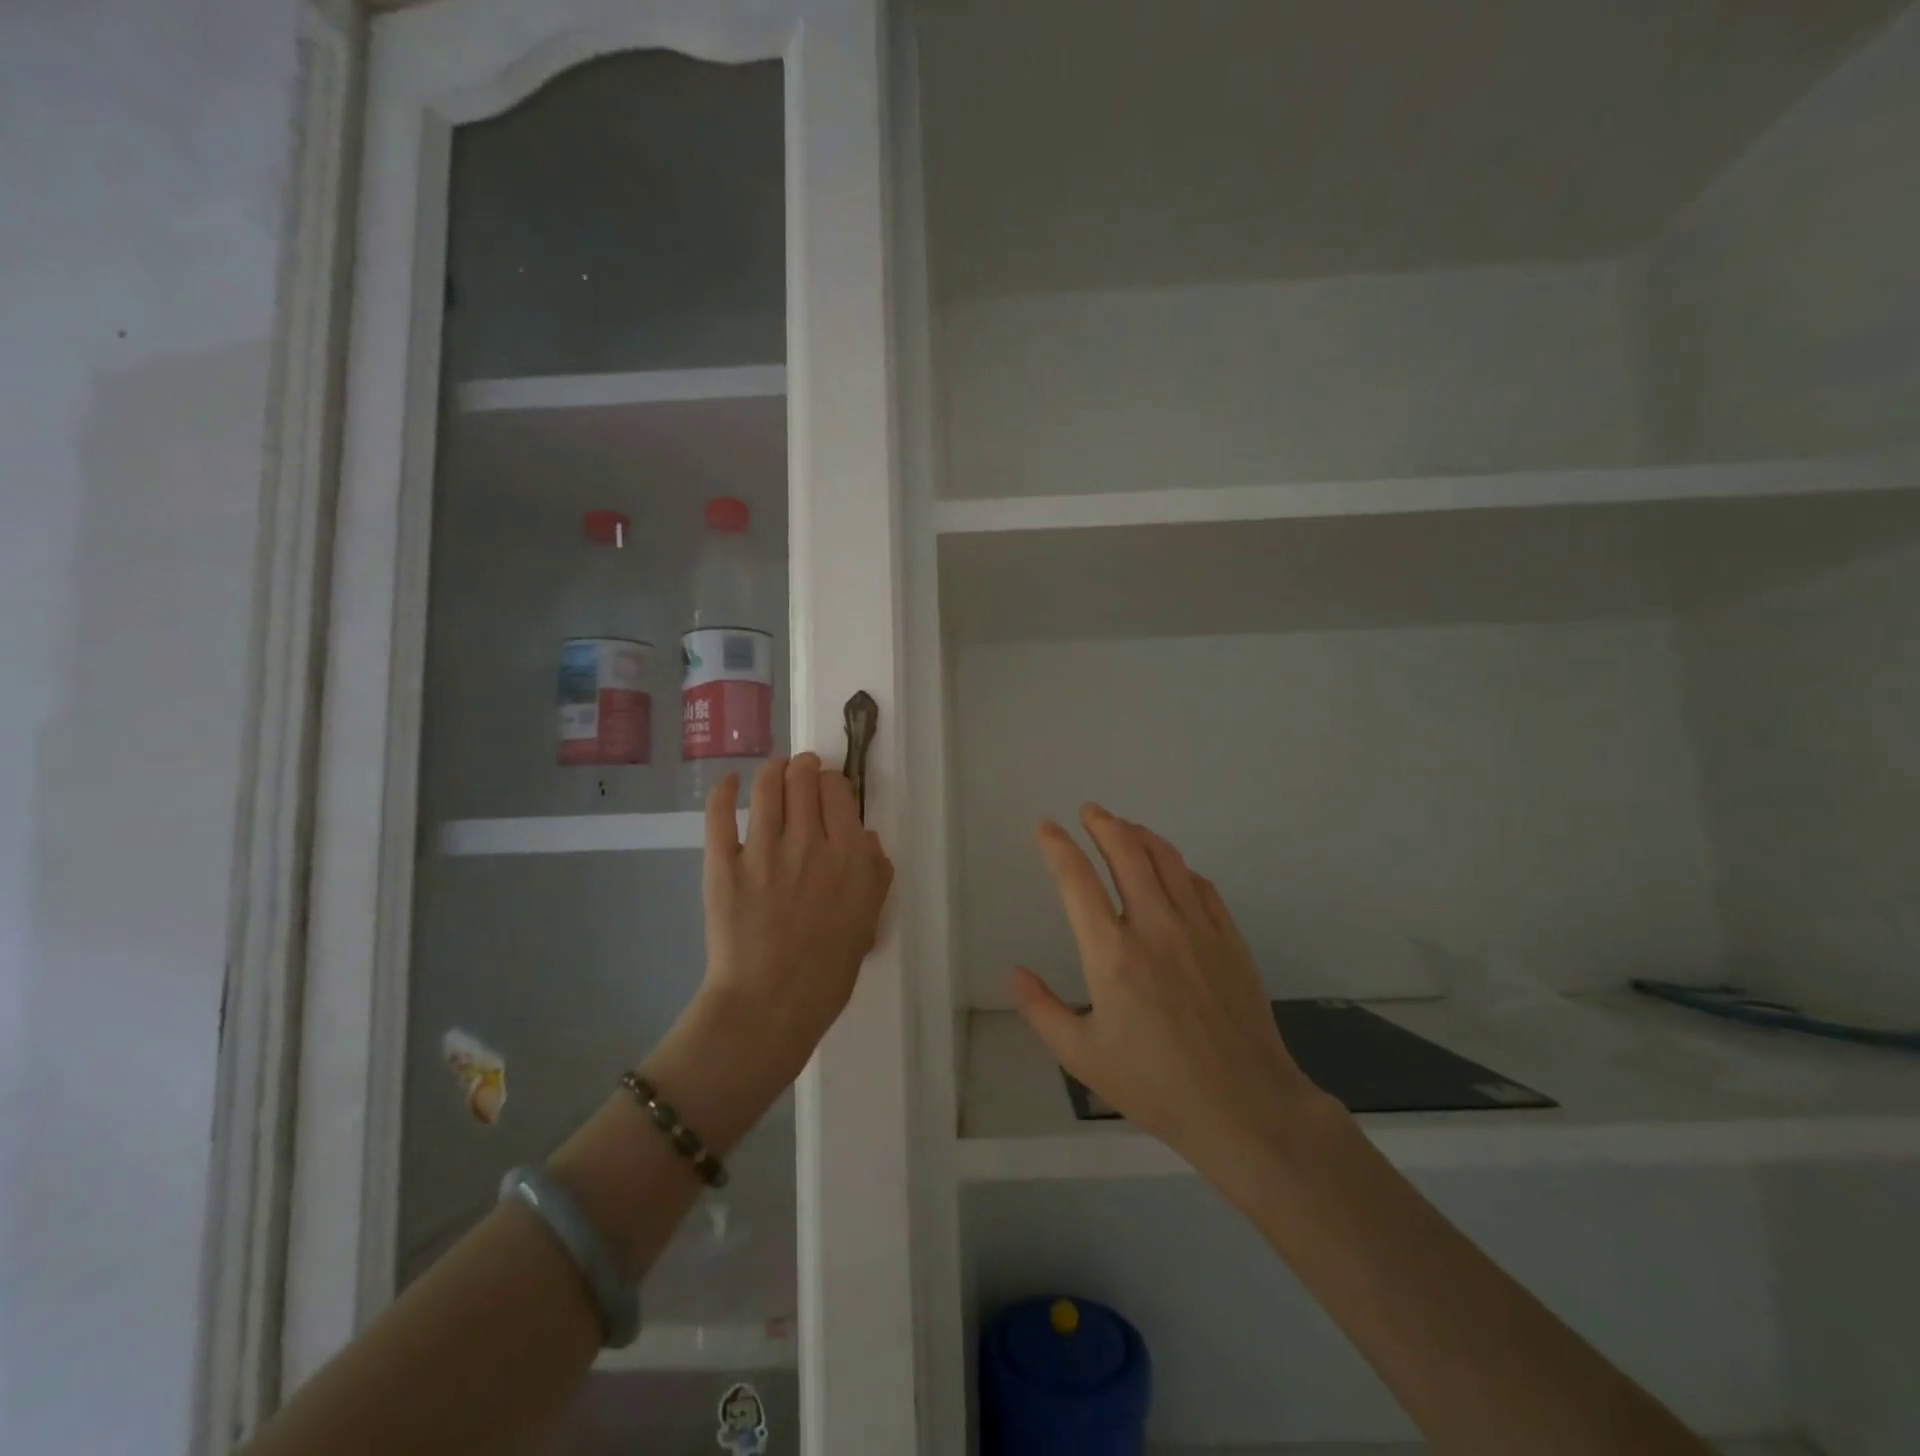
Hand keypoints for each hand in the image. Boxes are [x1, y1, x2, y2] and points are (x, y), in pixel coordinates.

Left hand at [693, 753, 894, 1092]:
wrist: (770, 1006)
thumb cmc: (828, 971)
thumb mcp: (869, 920)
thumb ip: (875, 873)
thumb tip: (865, 837)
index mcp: (849, 855)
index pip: (838, 792)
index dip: (833, 782)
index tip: (830, 789)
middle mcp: (809, 842)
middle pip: (804, 779)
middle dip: (804, 767)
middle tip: (802, 771)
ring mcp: (763, 850)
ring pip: (767, 786)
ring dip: (772, 769)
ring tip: (774, 769)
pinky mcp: (723, 864)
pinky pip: (720, 814)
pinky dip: (724, 790)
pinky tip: (730, 781)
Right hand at [1013, 804, 1328, 1184]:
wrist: (1244, 1106)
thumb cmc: (1155, 1084)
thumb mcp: (1082, 1057)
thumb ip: (1042, 1011)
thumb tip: (1016, 973)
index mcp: (1111, 953)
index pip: (1077, 880)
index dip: (1057, 846)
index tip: (1045, 828)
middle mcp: (1154, 926)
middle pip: (1126, 852)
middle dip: (1103, 824)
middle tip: (1089, 811)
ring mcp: (1197, 928)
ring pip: (1166, 860)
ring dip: (1140, 835)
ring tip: (1124, 827)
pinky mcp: (1230, 938)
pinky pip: (1200, 885)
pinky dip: (1178, 866)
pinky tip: (1171, 869)